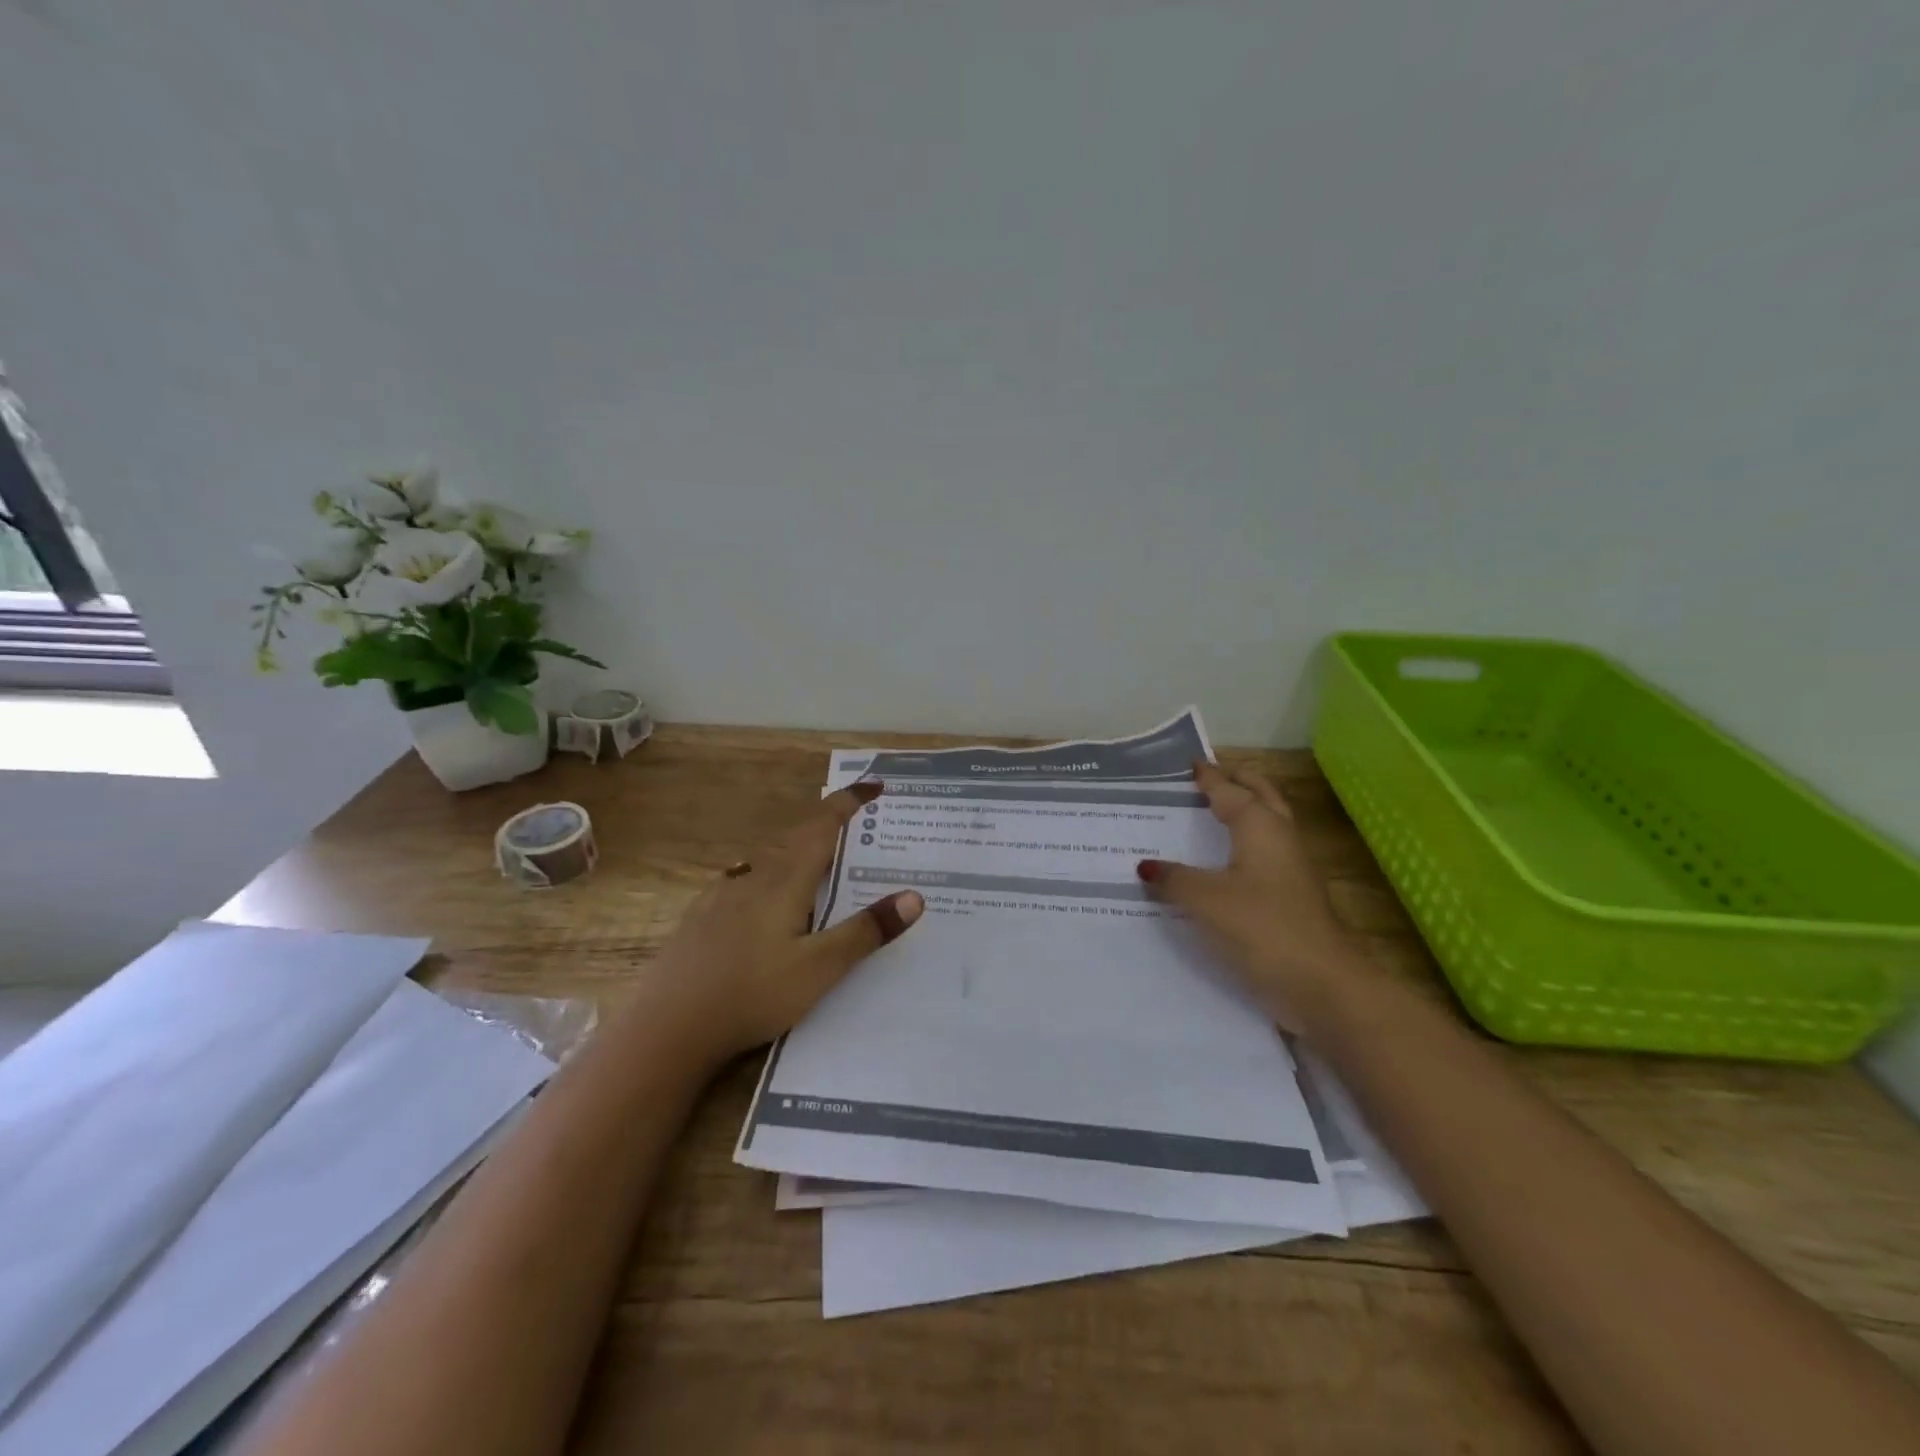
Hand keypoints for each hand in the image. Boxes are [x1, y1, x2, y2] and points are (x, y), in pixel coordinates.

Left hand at [642, 781, 923, 1063]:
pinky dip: (769, 875)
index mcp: (784, 880)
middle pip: (794, 837)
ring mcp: (721, 896)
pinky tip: (763, 898)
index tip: (874, 785)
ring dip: (797, 849)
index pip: (823, 826)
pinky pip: (745, 880)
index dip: (849, 803)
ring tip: (817, 861)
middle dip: (827, 824)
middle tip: (855, 827)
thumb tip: (914, 896)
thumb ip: (866, 931)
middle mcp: (752, 877)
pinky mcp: (702, 918)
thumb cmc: (752, 993)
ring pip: (767, 858)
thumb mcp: (820, 968)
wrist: (666, 1027)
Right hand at [1137, 760, 1370, 1033]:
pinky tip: (1219, 864)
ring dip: (1243, 812)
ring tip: (1210, 813)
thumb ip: (1173, 879)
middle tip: (1206, 777)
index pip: (1229, 790)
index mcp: (1260, 826)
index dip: (1208, 777)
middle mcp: (1280, 839)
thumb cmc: (1263, 928)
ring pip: (1266, 825)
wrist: (1323, 985)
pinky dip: (1242, 846)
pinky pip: (1262, 856)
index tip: (1188, 764)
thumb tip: (1145, 866)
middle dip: (1236, 782)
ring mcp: (1291, 869)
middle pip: (1260, 796)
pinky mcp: (1291, 898)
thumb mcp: (1205, 901)